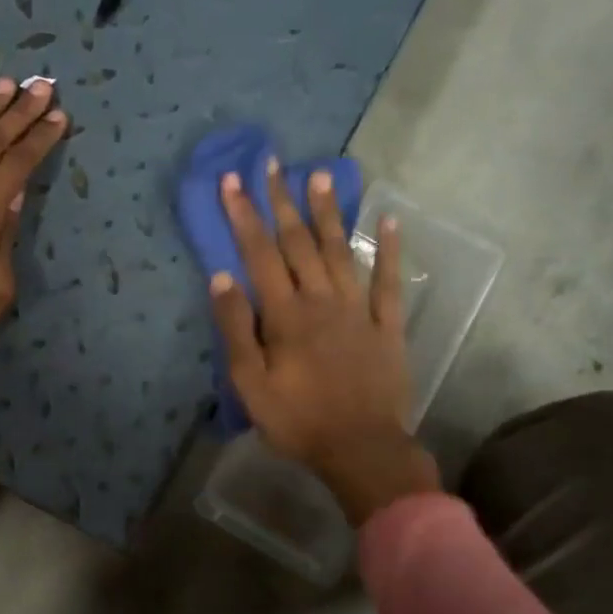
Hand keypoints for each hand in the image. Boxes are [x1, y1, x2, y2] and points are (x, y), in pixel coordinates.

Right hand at [210, 161, 439, 524]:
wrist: (361, 450)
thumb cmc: (297, 420)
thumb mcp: (250, 383)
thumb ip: (236, 329)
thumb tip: (221, 278)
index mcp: (285, 314)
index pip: (260, 254)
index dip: (245, 215)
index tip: (233, 181)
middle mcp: (321, 300)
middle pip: (298, 243)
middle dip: (282, 201)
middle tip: (273, 163)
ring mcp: (358, 310)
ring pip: (339, 252)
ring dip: (328, 213)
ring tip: (320, 175)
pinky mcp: (386, 326)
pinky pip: (388, 282)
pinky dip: (390, 250)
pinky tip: (390, 220)